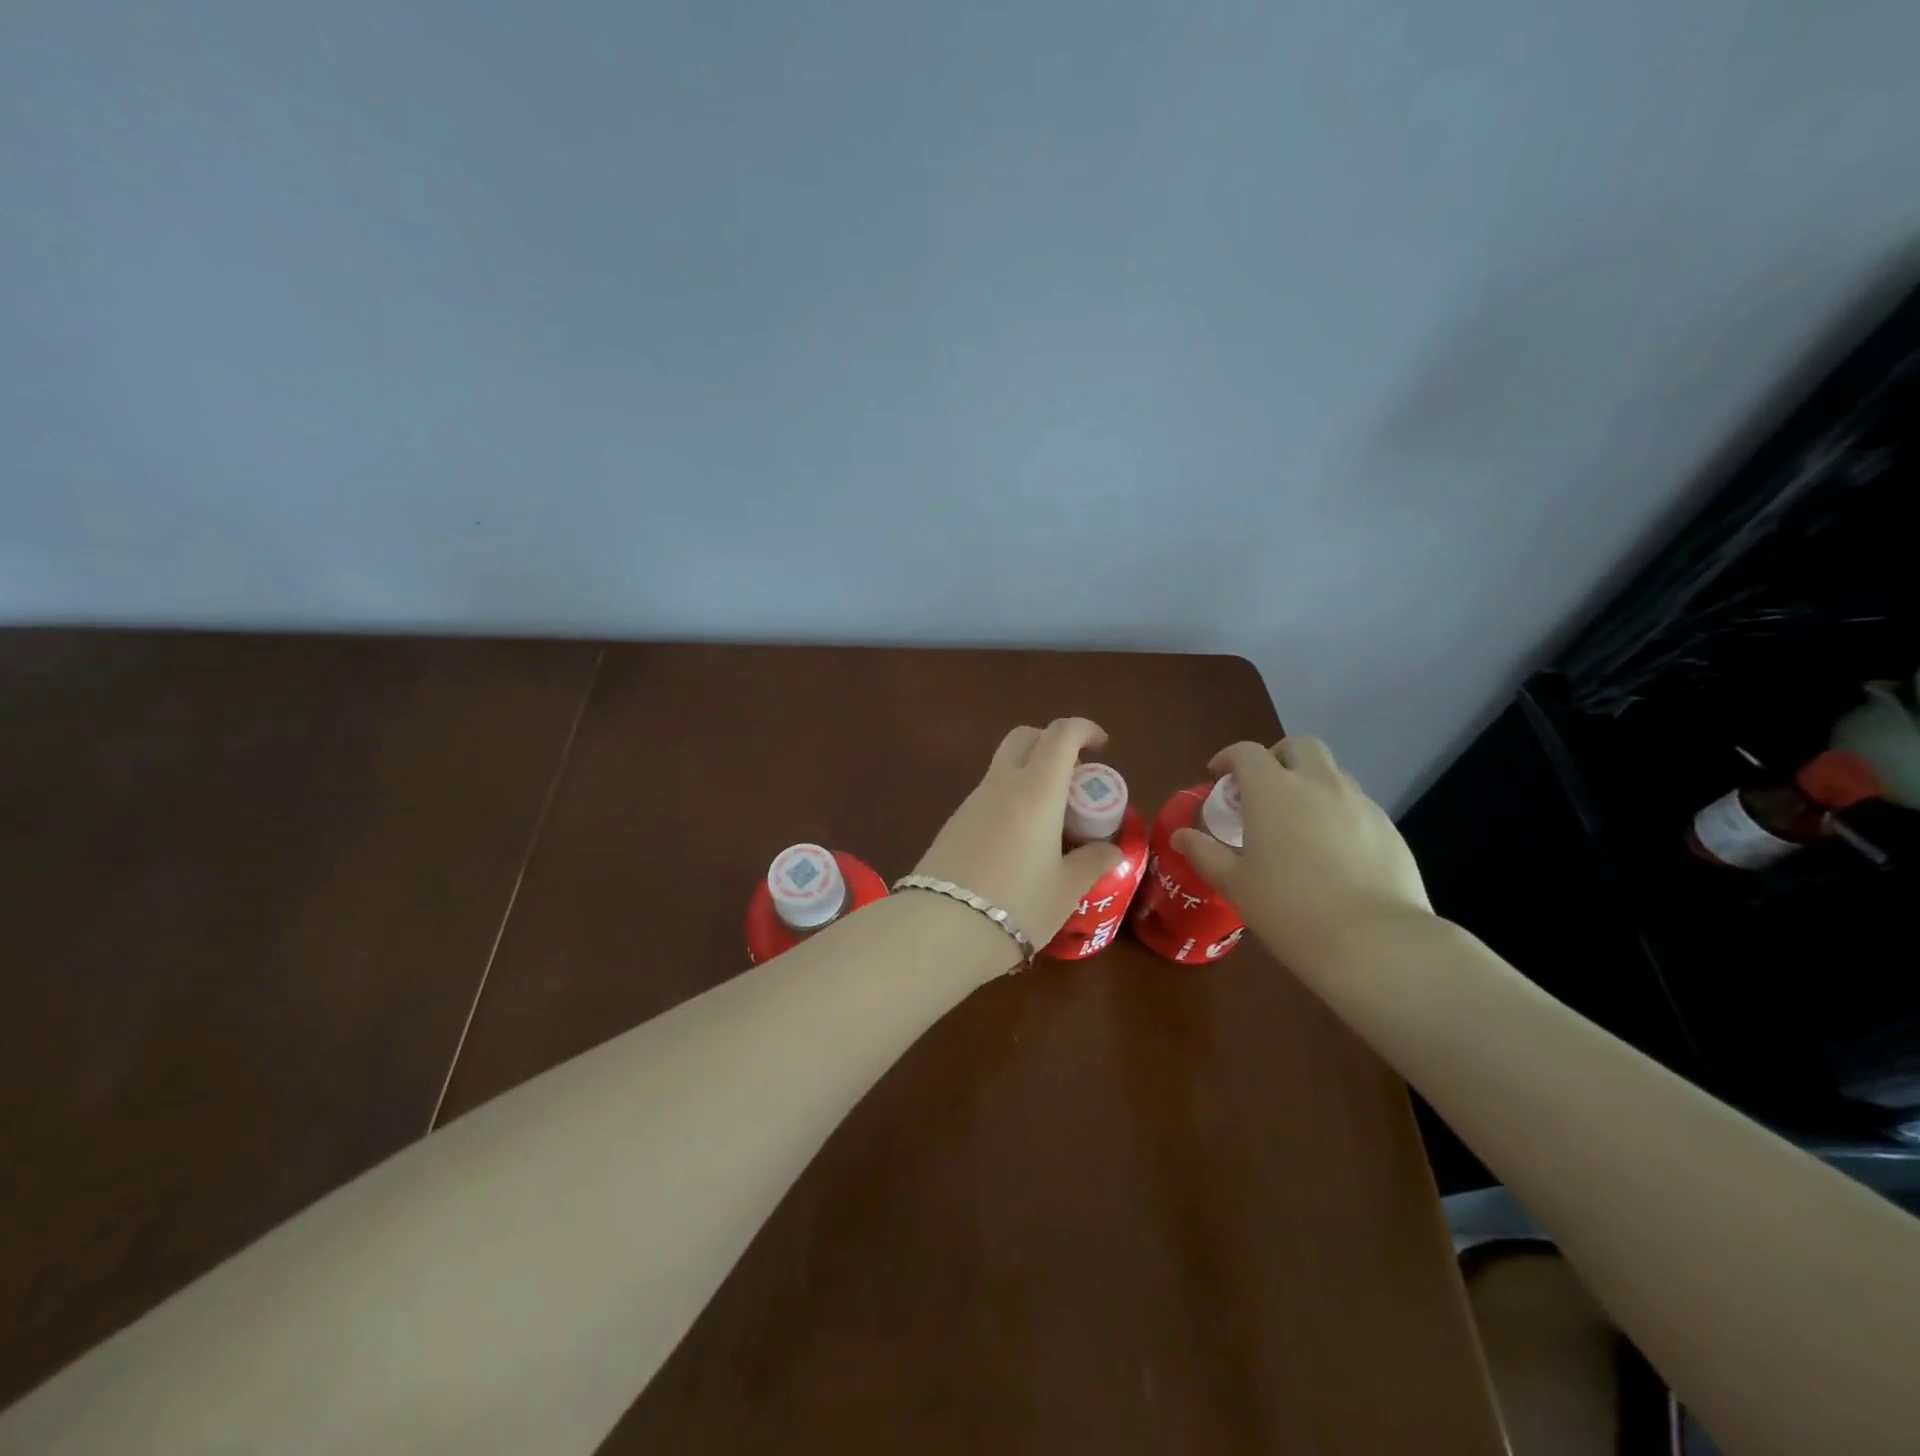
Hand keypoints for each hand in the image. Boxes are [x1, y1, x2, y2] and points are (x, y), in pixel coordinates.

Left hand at [913, 718, 1126, 949]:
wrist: (940, 929)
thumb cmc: (1017, 905)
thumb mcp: (1065, 889)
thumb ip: (1092, 863)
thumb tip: (1112, 850)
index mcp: (1036, 789)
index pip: (1061, 734)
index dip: (1085, 729)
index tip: (1102, 746)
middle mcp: (1001, 784)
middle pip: (1024, 738)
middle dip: (1051, 743)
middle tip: (1073, 778)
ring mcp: (971, 802)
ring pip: (1003, 767)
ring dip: (1029, 775)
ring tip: (1051, 821)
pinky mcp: (953, 824)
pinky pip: (987, 796)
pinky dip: (1010, 801)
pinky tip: (1019, 843)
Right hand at [1171, 737, 1432, 973]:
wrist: (1374, 941)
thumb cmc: (1289, 909)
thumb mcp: (1235, 884)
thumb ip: (1205, 853)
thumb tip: (1180, 836)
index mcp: (1272, 791)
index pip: (1247, 752)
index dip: (1229, 758)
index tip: (1218, 777)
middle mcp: (1318, 784)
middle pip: (1299, 746)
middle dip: (1277, 758)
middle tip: (1263, 789)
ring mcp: (1359, 803)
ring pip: (1332, 772)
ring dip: (1310, 782)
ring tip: (1299, 820)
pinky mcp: (1389, 827)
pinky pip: (1357, 804)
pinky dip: (1338, 811)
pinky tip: (1333, 850)